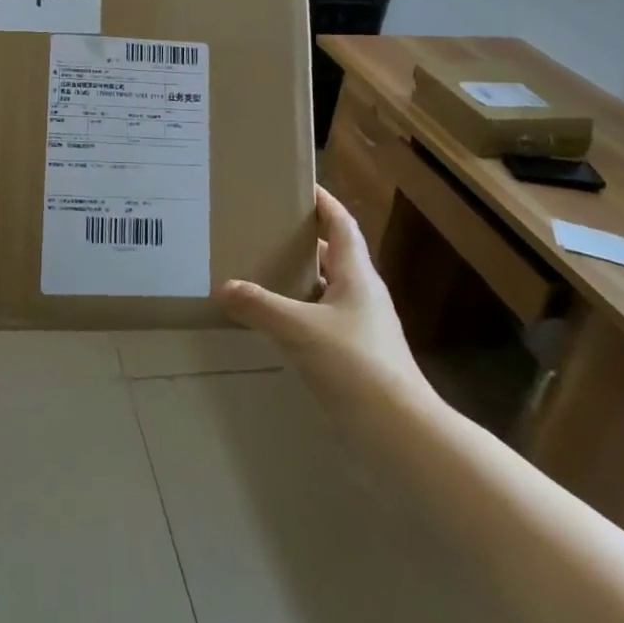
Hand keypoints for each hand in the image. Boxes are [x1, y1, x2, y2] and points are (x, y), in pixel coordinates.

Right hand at [216, 187, 433, 413]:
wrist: (400, 437)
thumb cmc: (355, 366)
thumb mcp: (300, 329)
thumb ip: (260, 306)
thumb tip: (224, 287)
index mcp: (358, 276)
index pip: (342, 225)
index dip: (324, 203)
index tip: (299, 185)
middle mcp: (362, 297)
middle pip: (334, 257)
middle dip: (303, 242)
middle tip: (264, 230)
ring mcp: (361, 331)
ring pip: (326, 293)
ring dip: (299, 281)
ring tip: (259, 273)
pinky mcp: (355, 360)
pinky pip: (321, 324)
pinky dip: (298, 317)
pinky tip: (272, 326)